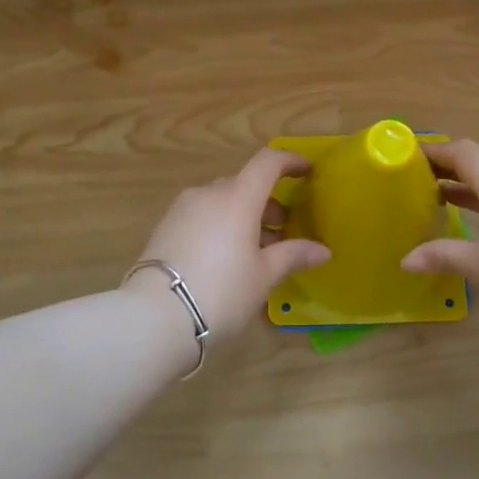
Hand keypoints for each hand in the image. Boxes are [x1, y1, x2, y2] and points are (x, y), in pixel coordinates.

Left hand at [128, 148, 330, 344]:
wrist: (155, 316)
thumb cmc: (221, 291)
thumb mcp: (263, 276)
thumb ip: (293, 255)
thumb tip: (323, 250)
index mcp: (237, 198)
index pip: (268, 162)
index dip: (290, 161)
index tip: (306, 171)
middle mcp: (208, 194)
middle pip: (244, 185)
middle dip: (267, 202)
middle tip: (282, 231)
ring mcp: (182, 209)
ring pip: (221, 201)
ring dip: (242, 216)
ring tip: (254, 251)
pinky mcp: (164, 227)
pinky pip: (201, 216)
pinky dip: (219, 225)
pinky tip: (224, 258)